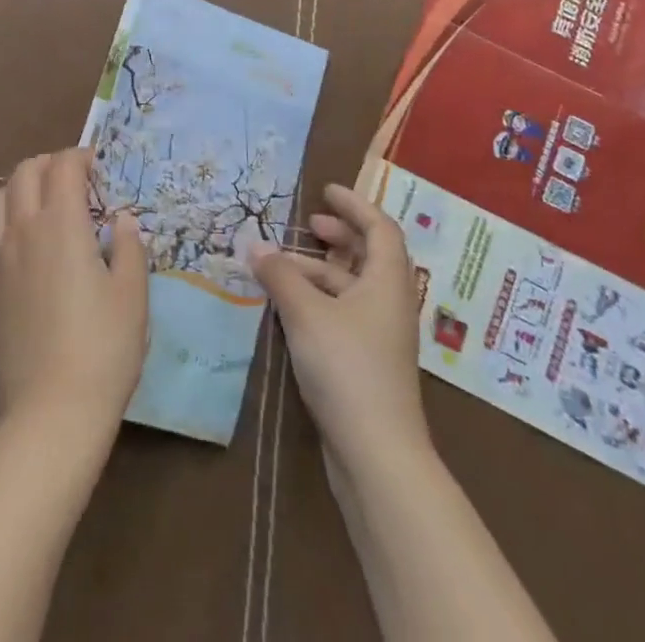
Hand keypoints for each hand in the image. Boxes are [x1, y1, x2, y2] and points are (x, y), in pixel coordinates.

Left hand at [0, 148, 147, 442]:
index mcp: (60, 224)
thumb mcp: (132, 295)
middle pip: (25, 172)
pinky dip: (10, 219)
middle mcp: (23, 230)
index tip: (101, 168)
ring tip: (47, 204)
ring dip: (22, 187)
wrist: (51, 411)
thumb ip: (128, 247)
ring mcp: (0, 259)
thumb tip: (121, 219)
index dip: (82, 157)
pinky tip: (33, 247)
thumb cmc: (103, 349)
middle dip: (50, 163)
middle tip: (76, 180)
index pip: (63, 166)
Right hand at [251, 183, 429, 476]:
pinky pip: (343, 313)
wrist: (377, 455)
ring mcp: (380, 336)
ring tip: (281, 265)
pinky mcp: (367, 362)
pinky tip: (288, 305)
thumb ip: (280, 275)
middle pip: (369, 256)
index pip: (380, 228)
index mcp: (387, 282)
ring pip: (351, 287)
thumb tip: (255, 246)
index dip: (355, 205)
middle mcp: (389, 303)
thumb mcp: (306, 313)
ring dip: (319, 270)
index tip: (326, 191)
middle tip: (308, 224)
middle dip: (339, 235)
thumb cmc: (347, 368)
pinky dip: (319, 299)